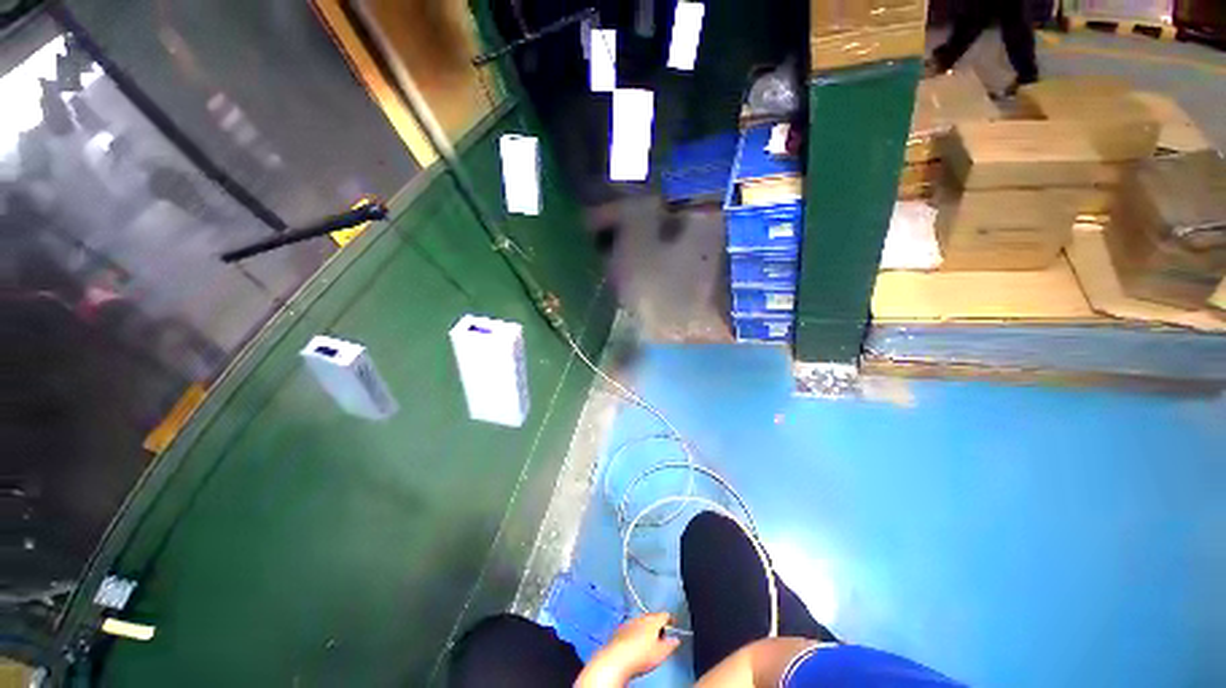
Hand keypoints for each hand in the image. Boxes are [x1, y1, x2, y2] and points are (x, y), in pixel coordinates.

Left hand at [576, 613, 680, 686]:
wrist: (616, 658)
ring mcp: (629, 621)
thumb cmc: (641, 656)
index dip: (671, 619)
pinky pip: (632, 626)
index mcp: (653, 621)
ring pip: (641, 620)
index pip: (664, 615)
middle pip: (652, 616)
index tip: (674, 623)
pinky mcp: (620, 629)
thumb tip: (676, 639)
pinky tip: (636, 641)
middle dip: (657, 623)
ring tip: (649, 638)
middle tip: (662, 634)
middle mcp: (641, 617)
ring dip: (646, 626)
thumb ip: (670, 645)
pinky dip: (636, 631)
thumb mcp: (660, 653)